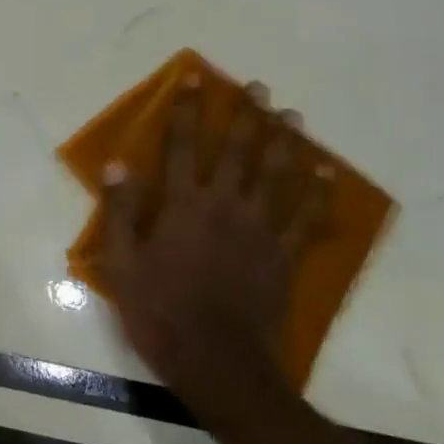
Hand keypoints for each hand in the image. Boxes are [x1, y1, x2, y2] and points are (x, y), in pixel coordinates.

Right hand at [100, 76, 331, 397]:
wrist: (219, 364)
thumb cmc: (162, 313)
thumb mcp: (123, 264)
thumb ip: (120, 211)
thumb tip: (117, 164)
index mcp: (183, 205)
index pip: (181, 145)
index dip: (186, 110)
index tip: (195, 79)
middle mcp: (224, 206)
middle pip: (237, 151)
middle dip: (246, 116)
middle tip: (258, 88)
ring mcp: (259, 230)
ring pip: (276, 176)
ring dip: (284, 142)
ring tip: (291, 115)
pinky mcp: (283, 256)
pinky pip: (305, 218)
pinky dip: (316, 195)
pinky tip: (326, 175)